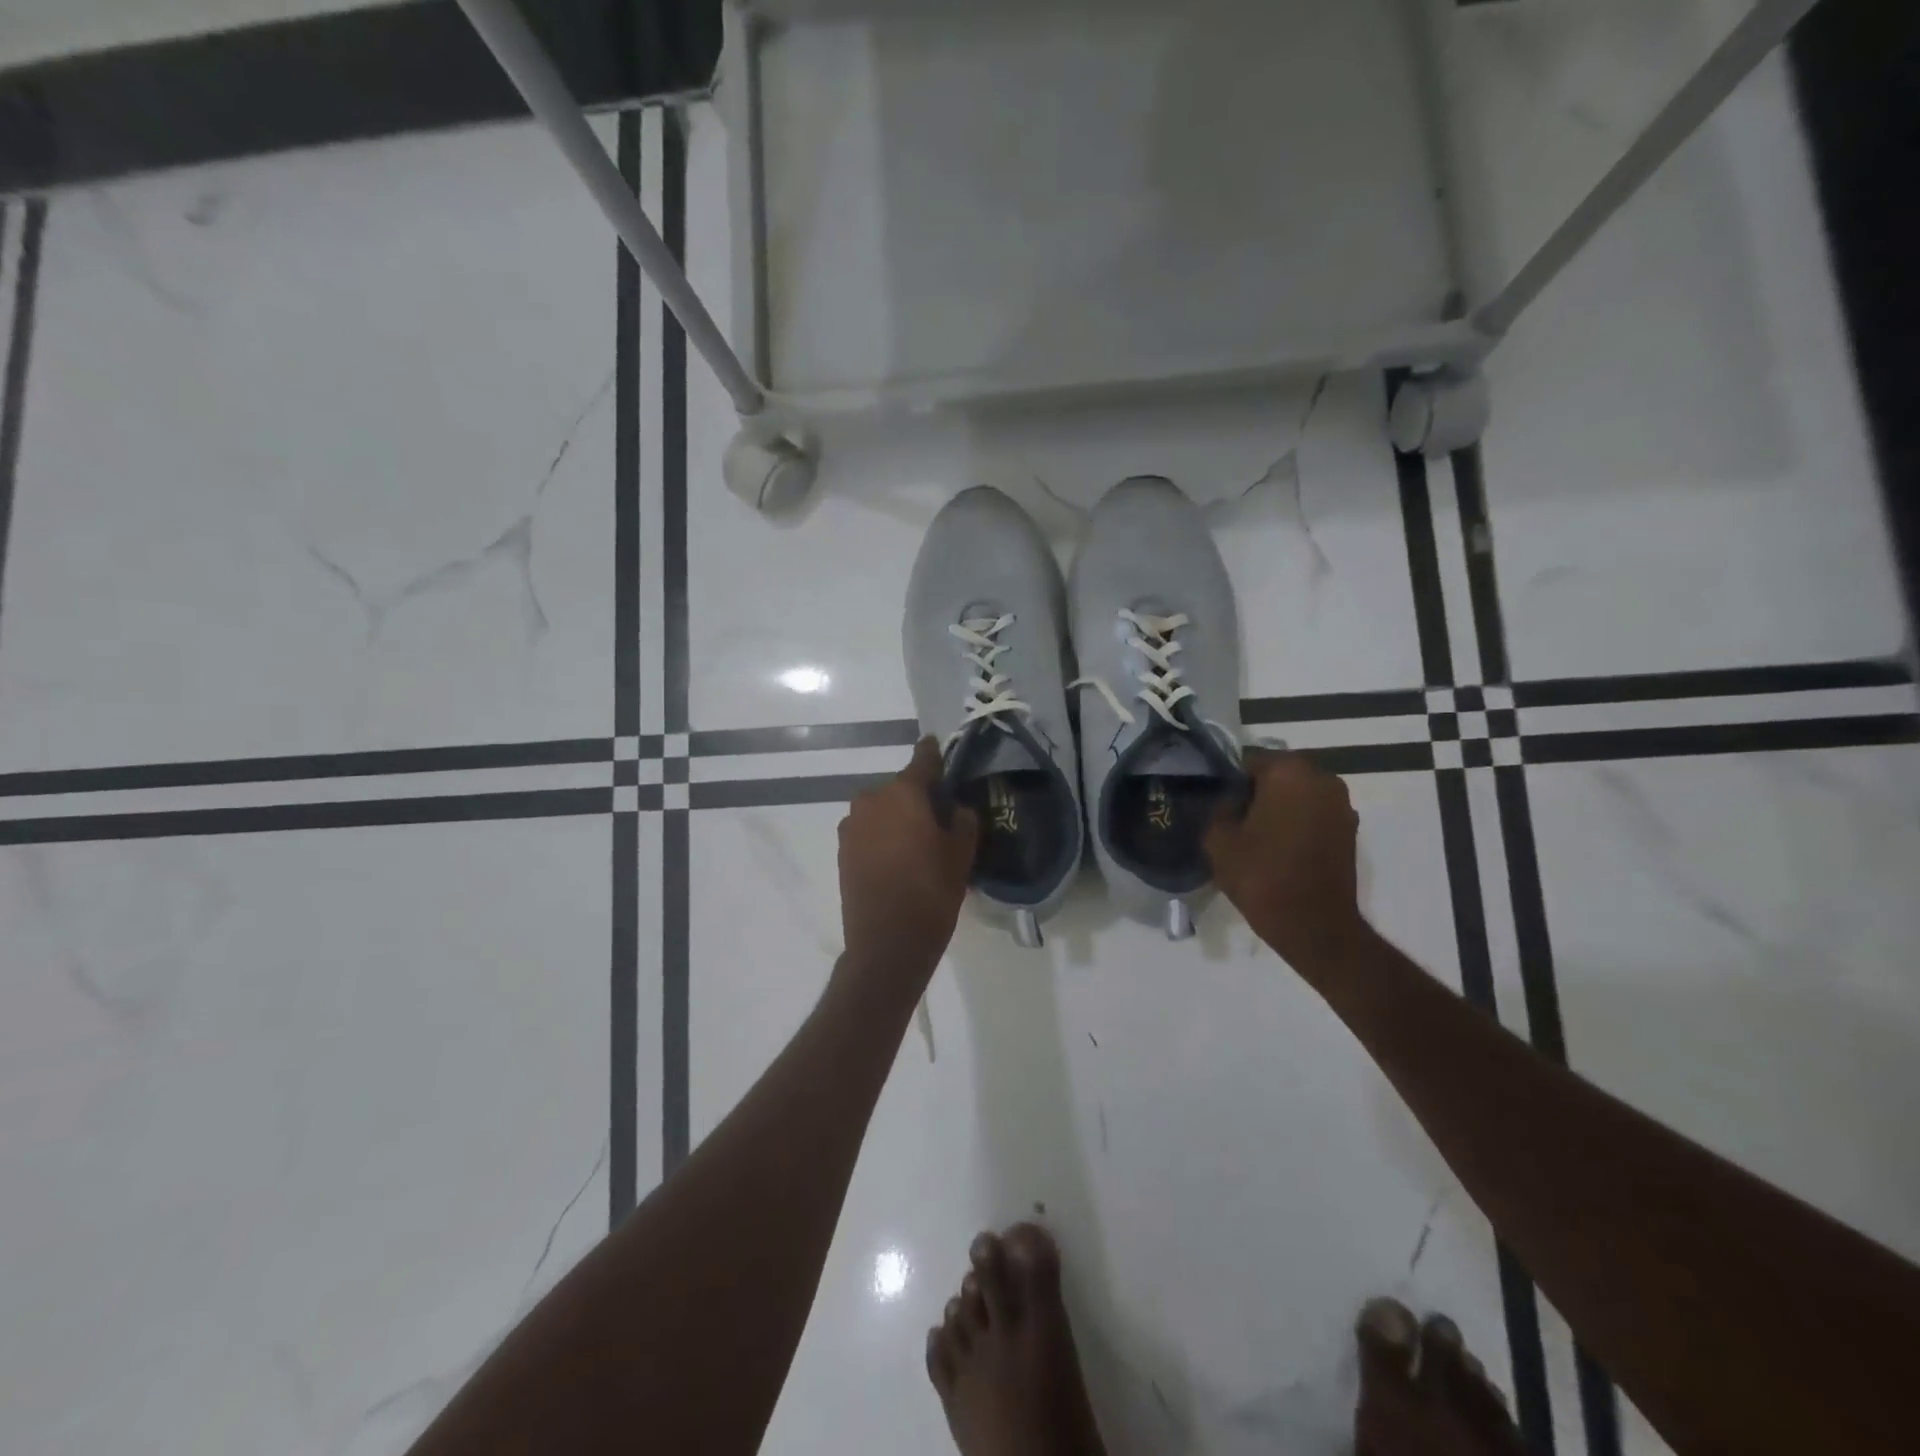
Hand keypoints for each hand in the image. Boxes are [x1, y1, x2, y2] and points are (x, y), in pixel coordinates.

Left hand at [837, 738, 978, 983]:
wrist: (886, 943)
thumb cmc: (931, 893)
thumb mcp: (961, 855)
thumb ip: (963, 821)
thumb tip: (957, 808)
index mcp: (903, 793)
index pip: (922, 759)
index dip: (934, 754)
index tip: (940, 748)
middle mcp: (871, 800)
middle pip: (900, 787)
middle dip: (918, 795)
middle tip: (939, 814)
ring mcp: (851, 826)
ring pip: (882, 809)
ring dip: (898, 816)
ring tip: (918, 840)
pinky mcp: (842, 850)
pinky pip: (868, 830)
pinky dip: (882, 835)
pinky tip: (898, 857)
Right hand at [1206, 749, 1365, 971]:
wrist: (1314, 925)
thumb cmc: (1261, 876)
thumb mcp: (1218, 840)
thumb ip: (1219, 809)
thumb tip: (1228, 801)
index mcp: (1288, 772)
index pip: (1249, 759)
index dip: (1230, 779)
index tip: (1219, 802)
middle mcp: (1321, 778)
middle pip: (1279, 773)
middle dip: (1257, 790)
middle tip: (1236, 818)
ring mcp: (1342, 804)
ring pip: (1299, 793)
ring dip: (1280, 806)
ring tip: (1258, 835)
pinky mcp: (1350, 829)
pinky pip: (1315, 813)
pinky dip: (1298, 822)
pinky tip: (1280, 847)